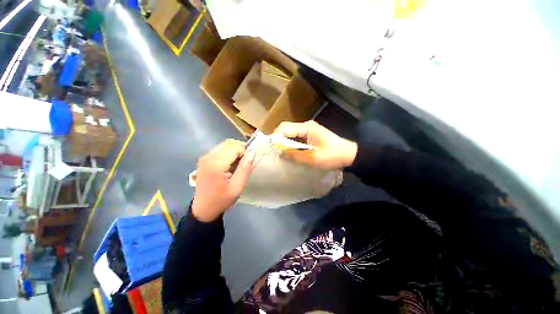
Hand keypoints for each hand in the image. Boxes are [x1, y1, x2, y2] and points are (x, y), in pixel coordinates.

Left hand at [192, 139, 254, 221]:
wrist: (203, 208)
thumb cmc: (222, 199)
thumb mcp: (237, 187)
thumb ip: (245, 168)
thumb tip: (252, 152)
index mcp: (216, 164)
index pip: (234, 147)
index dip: (244, 152)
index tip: (247, 163)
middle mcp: (208, 156)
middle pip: (229, 143)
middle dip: (240, 149)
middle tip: (244, 162)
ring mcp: (205, 157)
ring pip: (225, 145)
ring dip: (235, 151)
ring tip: (238, 164)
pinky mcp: (205, 159)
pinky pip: (220, 149)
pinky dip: (229, 153)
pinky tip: (230, 164)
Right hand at [274, 121, 356, 169]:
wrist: (349, 155)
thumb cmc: (332, 156)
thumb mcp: (313, 158)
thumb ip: (295, 156)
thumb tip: (280, 153)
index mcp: (307, 128)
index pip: (285, 128)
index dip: (276, 137)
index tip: (271, 148)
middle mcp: (306, 126)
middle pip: (287, 129)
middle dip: (279, 139)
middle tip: (275, 151)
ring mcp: (309, 130)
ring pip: (291, 133)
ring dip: (285, 142)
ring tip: (280, 153)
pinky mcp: (311, 135)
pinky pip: (297, 137)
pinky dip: (292, 144)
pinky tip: (290, 152)